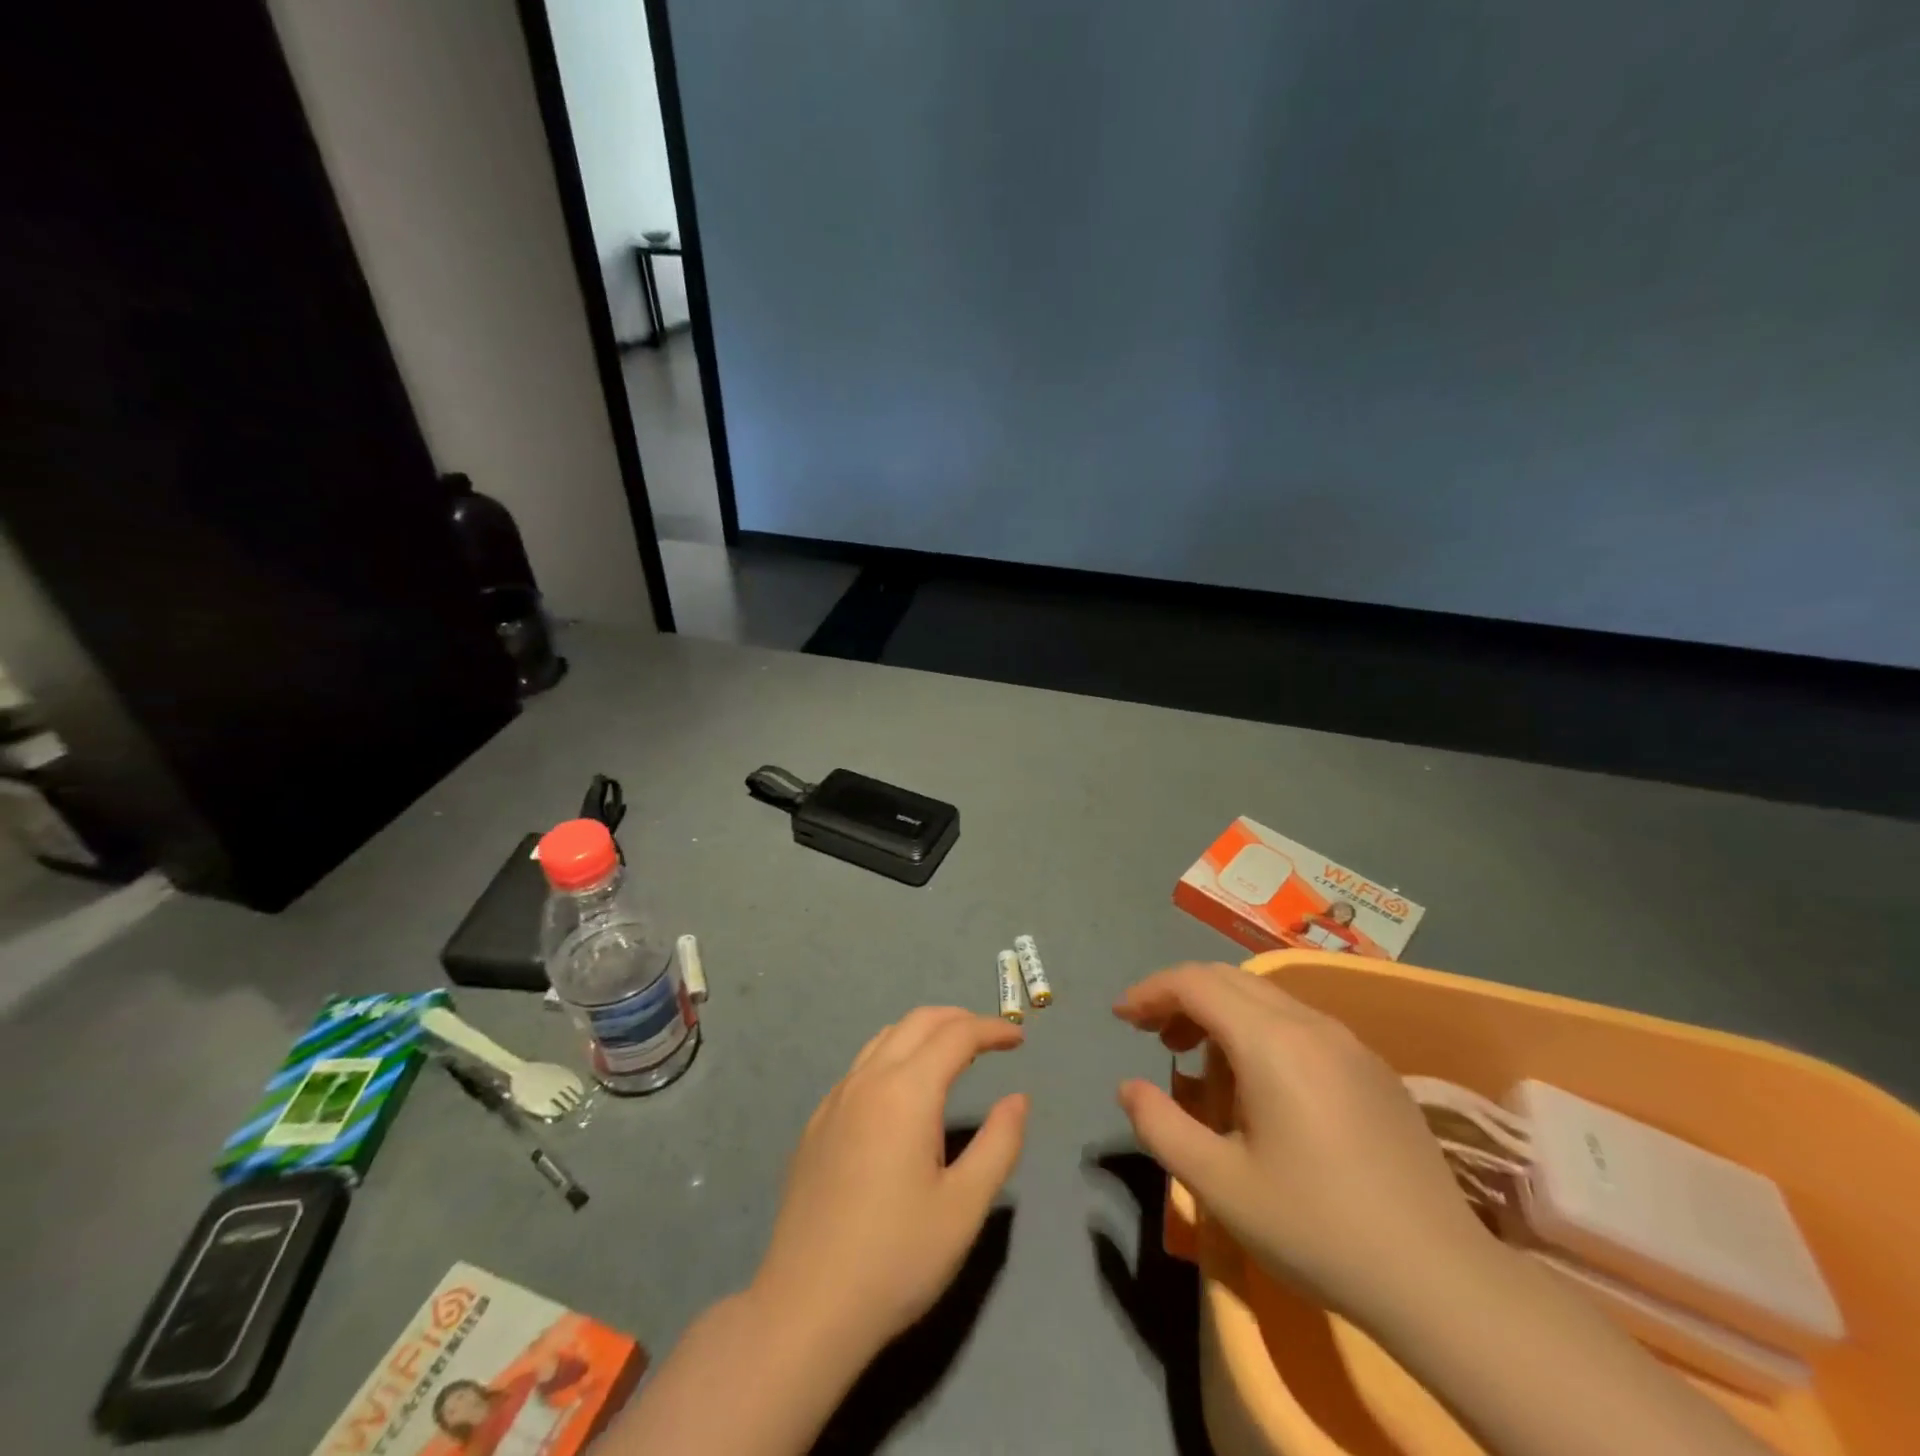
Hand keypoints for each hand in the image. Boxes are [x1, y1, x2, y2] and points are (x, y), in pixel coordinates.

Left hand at [751, 1008, 1028, 1363]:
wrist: (806, 1308)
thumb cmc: (896, 1258)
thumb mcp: (964, 1207)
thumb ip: (999, 1144)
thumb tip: (1018, 1099)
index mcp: (906, 1091)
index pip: (956, 1035)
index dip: (992, 1029)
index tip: (1019, 1039)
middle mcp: (868, 1080)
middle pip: (917, 1022)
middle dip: (958, 1019)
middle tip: (990, 1039)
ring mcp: (835, 1099)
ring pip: (885, 1038)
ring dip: (923, 1033)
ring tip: (952, 1056)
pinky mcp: (816, 1124)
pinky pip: (861, 1067)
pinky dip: (893, 1056)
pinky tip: (902, 1094)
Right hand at [1114, 963, 1495, 1328]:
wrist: (1441, 1281)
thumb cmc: (1317, 1227)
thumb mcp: (1219, 1184)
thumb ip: (1160, 1125)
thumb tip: (1129, 1087)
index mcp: (1271, 1041)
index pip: (1195, 983)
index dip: (1150, 991)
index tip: (1121, 1018)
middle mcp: (1311, 1024)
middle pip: (1228, 979)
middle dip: (1182, 998)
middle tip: (1155, 1039)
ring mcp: (1349, 1043)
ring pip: (1266, 999)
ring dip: (1221, 1014)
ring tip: (1203, 1068)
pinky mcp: (1374, 1069)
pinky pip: (1300, 1024)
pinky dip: (1260, 1032)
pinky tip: (1262, 1088)